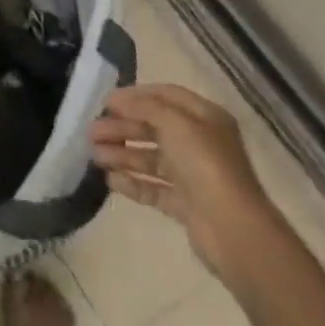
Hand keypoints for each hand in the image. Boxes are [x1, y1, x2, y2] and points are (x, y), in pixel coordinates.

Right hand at [91, 84, 284, 286]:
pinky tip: (109, 179)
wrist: (233, 229)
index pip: (165, 96)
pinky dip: (131, 182)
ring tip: (95, 156)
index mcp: (204, 118)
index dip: (134, 96)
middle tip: (91, 131)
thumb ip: (143, 106)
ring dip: (121, 154)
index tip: (105, 101)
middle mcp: (199, 143)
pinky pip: (153, 188)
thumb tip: (117, 100)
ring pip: (150, 158)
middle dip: (121, 128)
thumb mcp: (174, 122)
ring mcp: (192, 175)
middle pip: (153, 128)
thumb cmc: (205, 164)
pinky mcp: (185, 204)